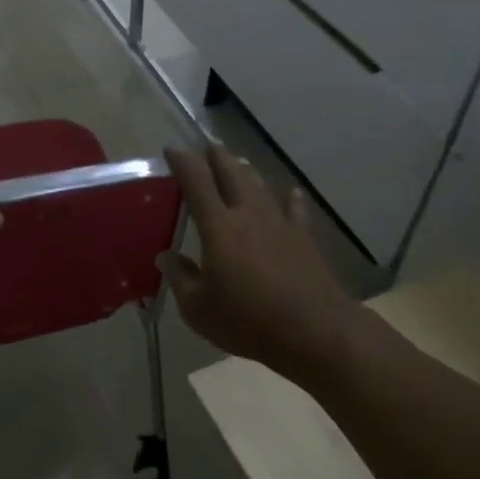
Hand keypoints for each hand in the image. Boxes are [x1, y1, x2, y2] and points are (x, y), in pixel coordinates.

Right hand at [162, 144, 361, 377]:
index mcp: (218, 226)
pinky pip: (295, 210)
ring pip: (260, 185)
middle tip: (206, 147)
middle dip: (216, 156)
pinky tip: (292, 192)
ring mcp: (279, 223)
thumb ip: (180, 277)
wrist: (314, 332)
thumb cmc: (248, 320)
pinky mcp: (304, 239)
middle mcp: (248, 214)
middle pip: (231, 172)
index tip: (172, 150)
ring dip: (246, 171)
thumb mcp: (198, 308)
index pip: (196, 181)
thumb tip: (165, 257)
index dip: (183, 161)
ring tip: (237, 163)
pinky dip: (291, 199)